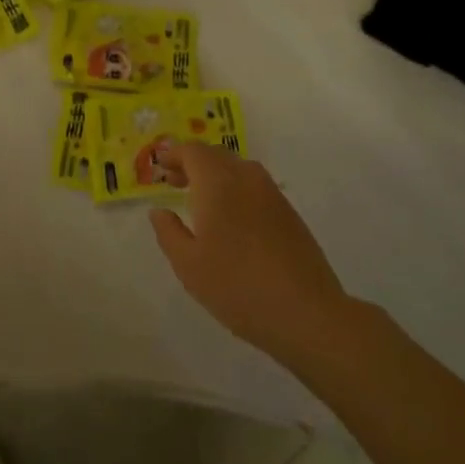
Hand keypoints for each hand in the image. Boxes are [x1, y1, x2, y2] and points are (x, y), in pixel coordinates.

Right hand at [150, 145, 358, 367]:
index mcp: (218, 185)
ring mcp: (272, 195)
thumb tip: (159, 211)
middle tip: (174, 182)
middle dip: (193, 163)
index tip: (160, 167)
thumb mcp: (188, 265)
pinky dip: (235, 190)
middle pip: (217, 155)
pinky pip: (255, 187)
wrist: (304, 311)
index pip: (194, 152)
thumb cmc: (236, 286)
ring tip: (200, 201)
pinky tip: (230, 219)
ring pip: (239, 170)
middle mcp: (247, 179)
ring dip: (216, 175)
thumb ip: (168, 232)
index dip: (174, 155)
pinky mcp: (289, 213)